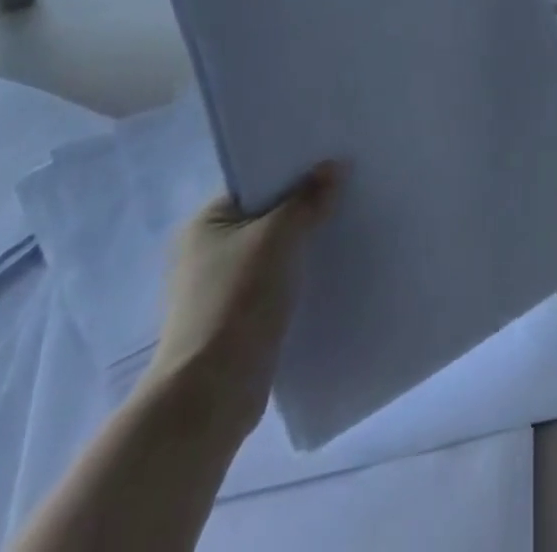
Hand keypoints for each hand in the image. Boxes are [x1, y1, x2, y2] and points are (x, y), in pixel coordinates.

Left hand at [143, 163, 344, 429]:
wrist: (211, 395)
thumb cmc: (237, 300)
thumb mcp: (279, 236)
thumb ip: (308, 199)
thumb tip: (335, 165)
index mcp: (206, 222)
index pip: (257, 181)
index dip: (294, 169)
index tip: (334, 161)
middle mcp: (208, 249)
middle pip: (268, 213)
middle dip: (305, 204)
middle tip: (350, 187)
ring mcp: (222, 286)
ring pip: (276, 249)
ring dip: (306, 240)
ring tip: (349, 222)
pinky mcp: (239, 317)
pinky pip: (278, 280)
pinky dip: (301, 272)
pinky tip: (334, 265)